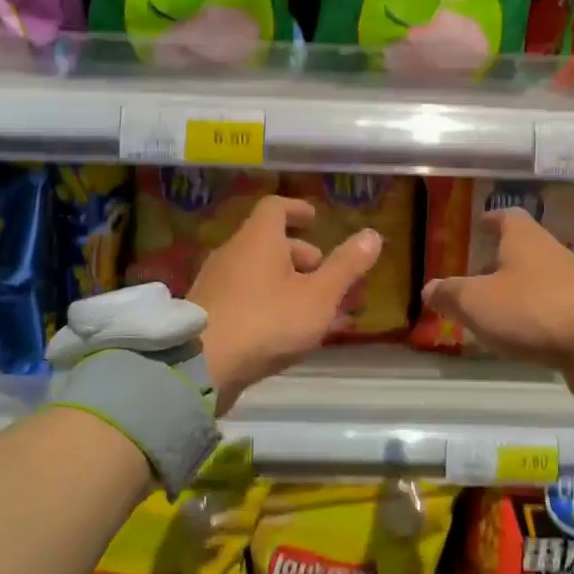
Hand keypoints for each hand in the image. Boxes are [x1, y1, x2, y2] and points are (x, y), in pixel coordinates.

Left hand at [190, 195, 381, 415]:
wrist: (201, 366)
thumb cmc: (267, 321)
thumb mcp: (319, 296)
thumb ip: (346, 266)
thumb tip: (372, 234)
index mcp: (258, 239)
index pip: (276, 207)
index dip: (298, 209)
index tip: (315, 219)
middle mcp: (233, 253)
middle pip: (269, 243)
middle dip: (302, 257)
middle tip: (327, 278)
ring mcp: (217, 284)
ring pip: (260, 274)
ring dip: (291, 285)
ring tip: (317, 311)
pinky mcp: (208, 313)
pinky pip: (247, 298)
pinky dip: (272, 304)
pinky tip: (289, 333)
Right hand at [421, 207, 573, 413]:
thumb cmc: (531, 310)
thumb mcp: (475, 302)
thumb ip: (450, 294)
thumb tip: (429, 288)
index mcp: (525, 240)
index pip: (508, 217)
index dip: (492, 220)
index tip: (480, 224)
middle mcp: (551, 254)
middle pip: (523, 249)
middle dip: (499, 260)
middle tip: (476, 275)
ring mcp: (573, 284)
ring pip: (537, 279)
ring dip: (516, 290)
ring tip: (492, 309)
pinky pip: (551, 308)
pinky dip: (532, 315)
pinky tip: (519, 333)